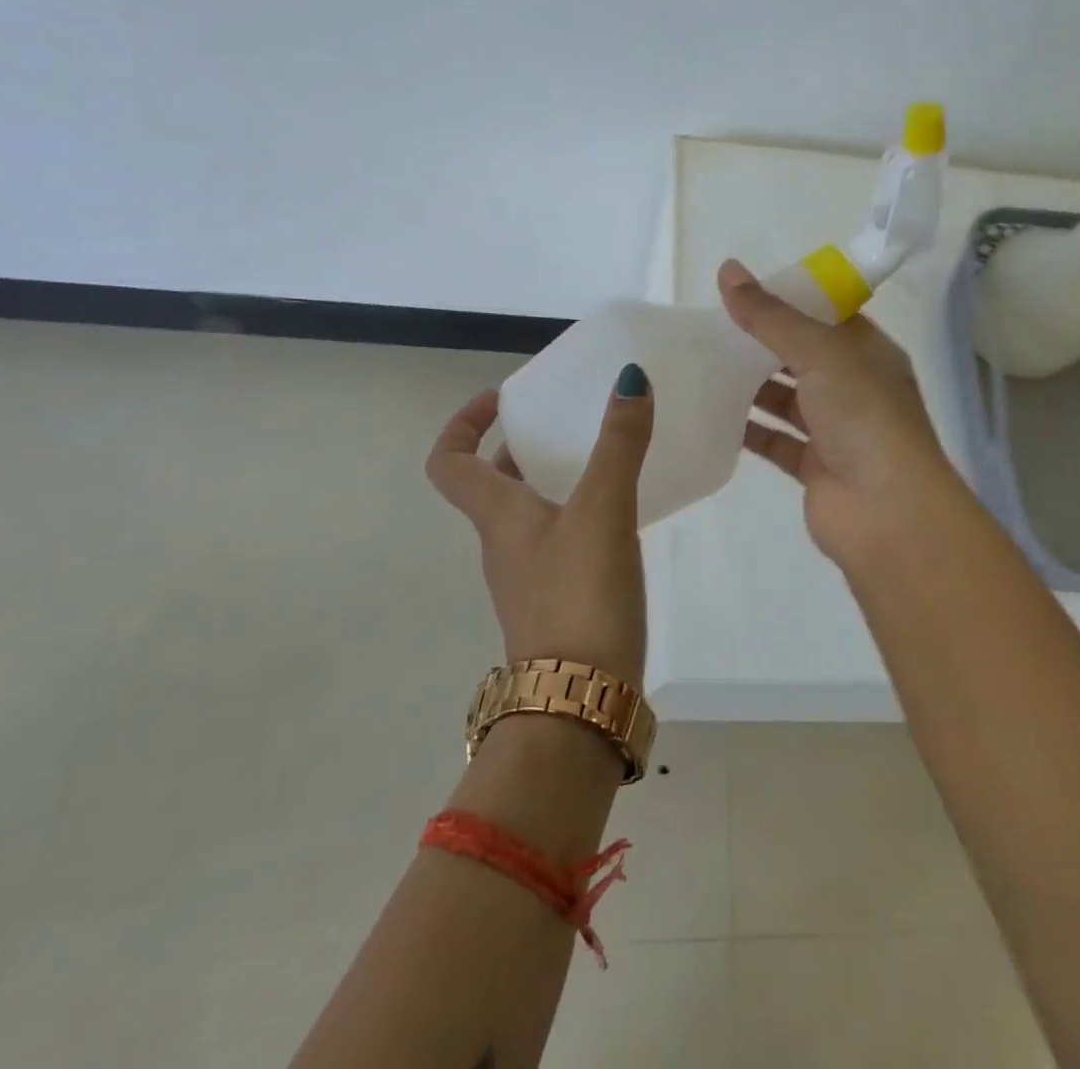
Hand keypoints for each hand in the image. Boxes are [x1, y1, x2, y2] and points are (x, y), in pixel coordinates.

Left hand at [426, 370, 652, 685]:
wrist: (578, 702)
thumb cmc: (580, 595)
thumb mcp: (603, 510)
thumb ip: (619, 445)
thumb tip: (630, 378)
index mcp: (497, 516)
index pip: (450, 461)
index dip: (463, 423)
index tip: (501, 399)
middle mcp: (502, 544)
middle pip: (489, 486)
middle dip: (517, 448)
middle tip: (561, 425)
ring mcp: (526, 578)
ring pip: (524, 515)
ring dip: (548, 482)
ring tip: (598, 462)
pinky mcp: (554, 604)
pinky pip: (553, 543)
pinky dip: (574, 517)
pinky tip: (617, 517)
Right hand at [719, 259, 967, 570]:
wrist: (886, 512)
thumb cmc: (863, 417)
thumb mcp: (820, 353)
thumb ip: (771, 316)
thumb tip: (728, 270)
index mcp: (869, 353)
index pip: (827, 316)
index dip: (789, 301)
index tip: (743, 291)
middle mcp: (855, 388)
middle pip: (801, 356)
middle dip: (761, 343)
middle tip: (710, 327)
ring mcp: (835, 430)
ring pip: (786, 398)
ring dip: (750, 385)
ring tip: (702, 364)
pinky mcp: (813, 466)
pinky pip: (775, 439)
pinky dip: (748, 428)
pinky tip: (712, 413)